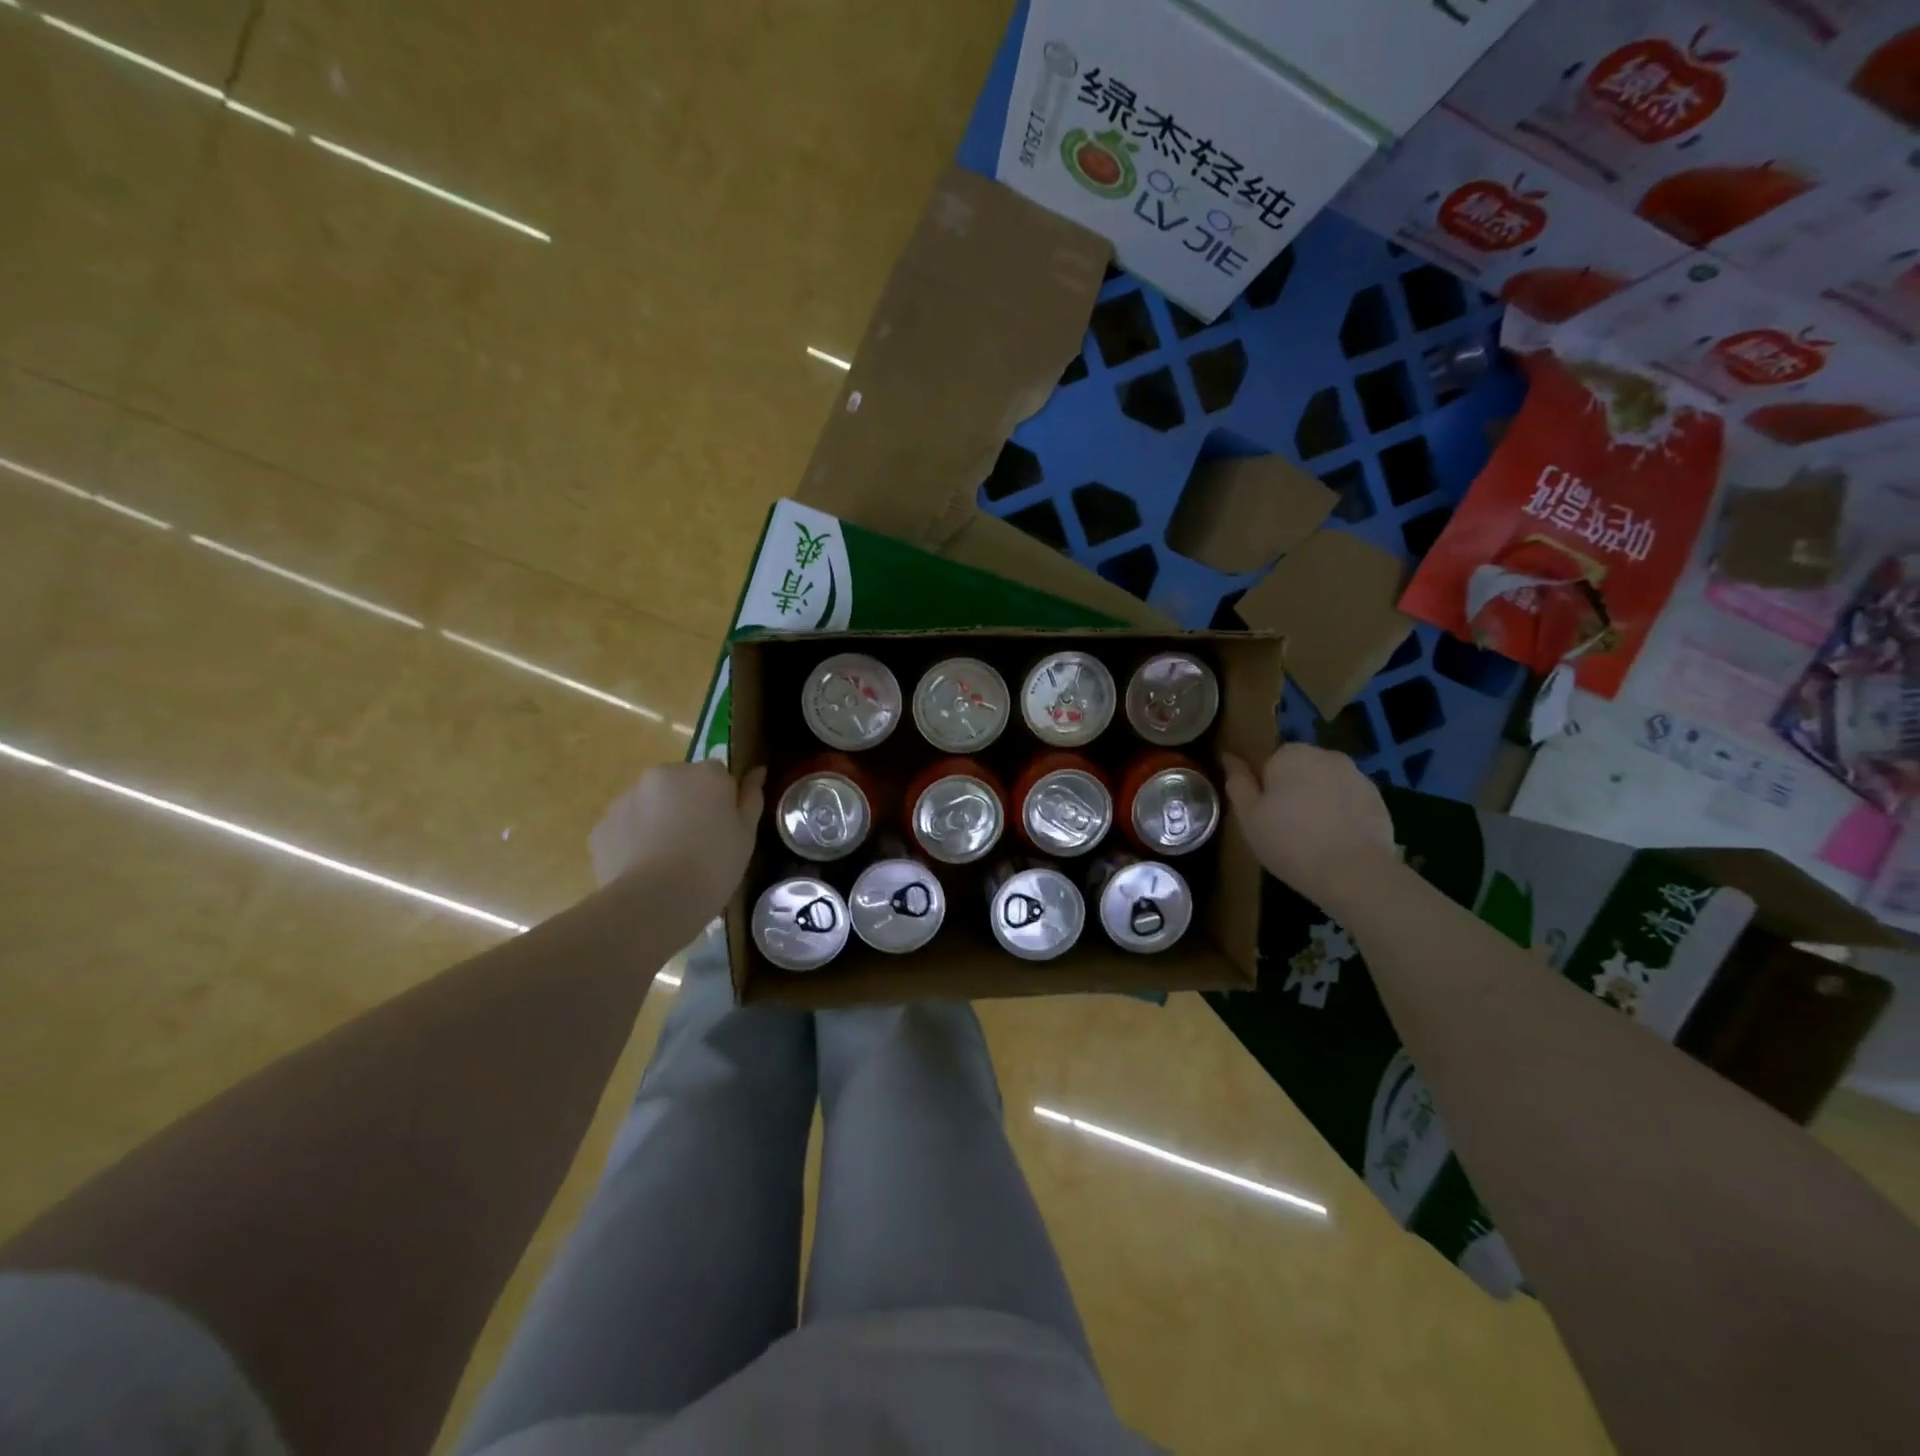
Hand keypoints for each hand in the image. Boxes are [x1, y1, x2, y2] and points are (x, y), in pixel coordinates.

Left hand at [590, 761, 766, 924]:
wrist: (655, 902)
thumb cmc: (713, 866)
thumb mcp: (746, 834)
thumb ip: (751, 797)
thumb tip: (757, 770)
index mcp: (705, 774)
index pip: (718, 774)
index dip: (721, 801)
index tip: (723, 828)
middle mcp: (663, 774)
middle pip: (681, 783)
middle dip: (687, 804)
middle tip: (696, 844)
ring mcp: (627, 797)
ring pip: (650, 802)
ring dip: (658, 819)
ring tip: (666, 860)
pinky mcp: (603, 824)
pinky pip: (625, 826)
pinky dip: (633, 839)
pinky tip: (643, 868)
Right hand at [1222, 744, 1398, 914]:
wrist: (1355, 873)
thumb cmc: (1290, 842)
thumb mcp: (1249, 817)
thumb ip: (1238, 783)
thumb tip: (1229, 757)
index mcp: (1290, 754)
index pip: (1268, 763)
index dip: (1264, 789)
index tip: (1264, 816)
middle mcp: (1326, 755)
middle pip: (1299, 771)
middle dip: (1293, 792)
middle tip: (1285, 829)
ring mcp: (1357, 776)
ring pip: (1326, 785)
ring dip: (1318, 803)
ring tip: (1313, 839)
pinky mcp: (1379, 799)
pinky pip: (1349, 802)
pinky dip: (1342, 815)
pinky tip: (1336, 843)